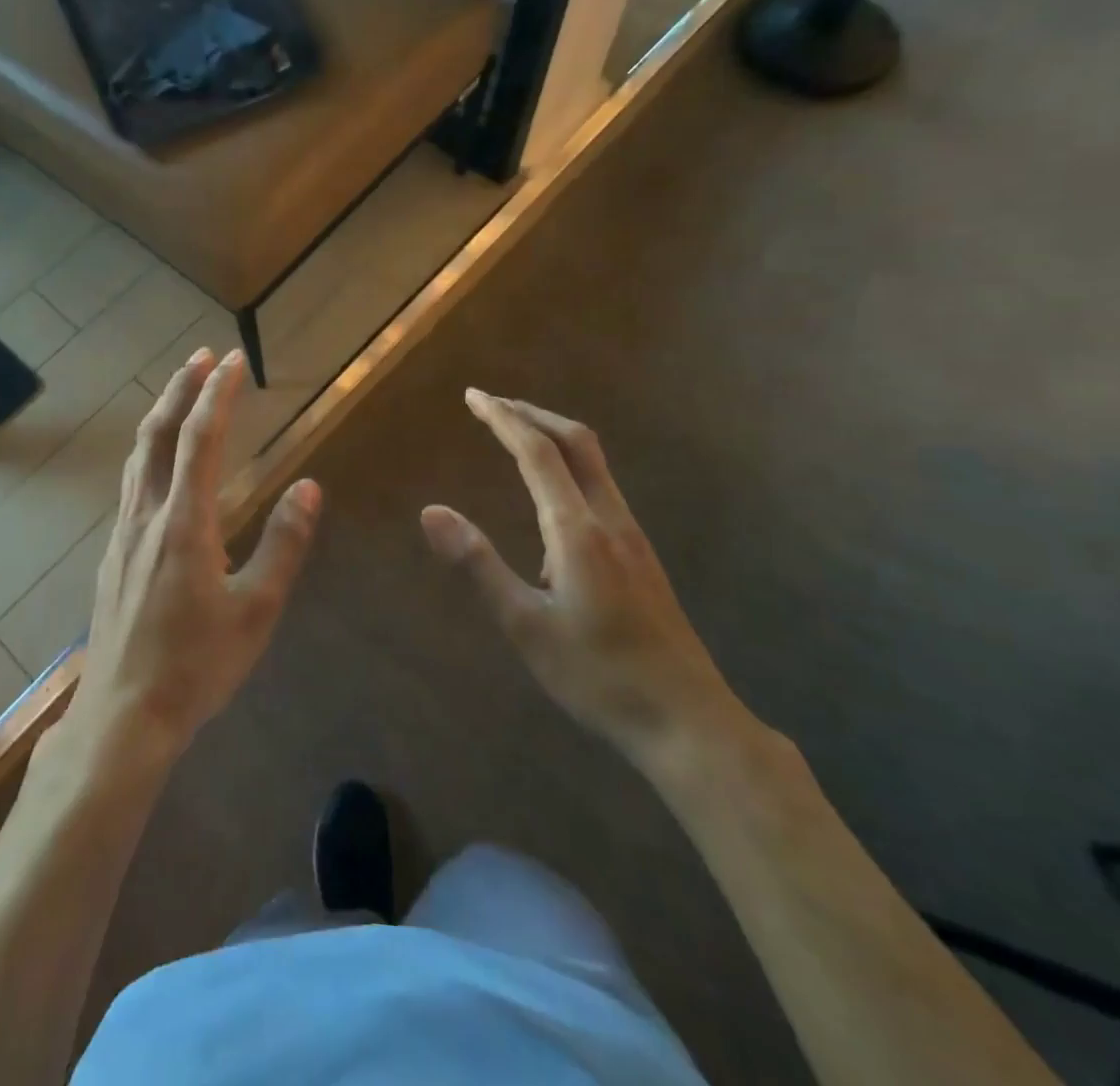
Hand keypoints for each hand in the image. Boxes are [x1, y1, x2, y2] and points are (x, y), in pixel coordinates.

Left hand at [68, 349, 320, 763]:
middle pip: (159, 434)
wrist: (124, 714)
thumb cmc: (197, 665)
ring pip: (139, 455)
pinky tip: (159, 460)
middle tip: (202, 356)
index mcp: (185, 524)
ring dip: (161, 414)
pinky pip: (132, 481)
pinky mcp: (114, 552)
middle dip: (181, 388)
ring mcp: (124, 533)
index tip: (234, 360)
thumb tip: (308, 488)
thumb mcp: (256, 610)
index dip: (218, 395)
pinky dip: (150, 449)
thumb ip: (283, 545)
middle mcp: (147, 515)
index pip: (201, 440)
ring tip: (180, 390)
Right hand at [420, 391, 743, 765]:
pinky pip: (601, 487)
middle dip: (533, 414)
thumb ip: (478, 564)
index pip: (538, 453)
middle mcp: (610, 520)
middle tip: (492, 404)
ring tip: (516, 435)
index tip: (473, 396)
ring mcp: (632, 537)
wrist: (688, 722)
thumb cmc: (597, 677)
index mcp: (577, 531)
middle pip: (577, 442)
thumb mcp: (525, 626)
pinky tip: (551, 495)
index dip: (504, 419)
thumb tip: (431, 512)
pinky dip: (569, 464)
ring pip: (594, 463)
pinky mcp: (641, 555)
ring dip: (553, 436)